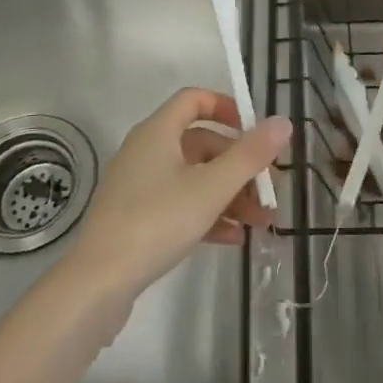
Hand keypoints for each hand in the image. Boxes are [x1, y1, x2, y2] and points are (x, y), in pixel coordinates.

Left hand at [67, 89, 288, 301]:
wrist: (99, 282)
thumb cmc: (157, 222)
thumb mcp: (211, 187)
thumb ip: (250, 155)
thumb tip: (283, 122)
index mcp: (158, 132)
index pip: (194, 100)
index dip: (227, 108)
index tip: (255, 130)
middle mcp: (146, 151)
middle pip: (201, 144)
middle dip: (239, 165)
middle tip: (269, 189)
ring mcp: (140, 186)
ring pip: (194, 178)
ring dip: (230, 194)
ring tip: (261, 221)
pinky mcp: (137, 217)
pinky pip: (180, 204)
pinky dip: (208, 214)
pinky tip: (234, 238)